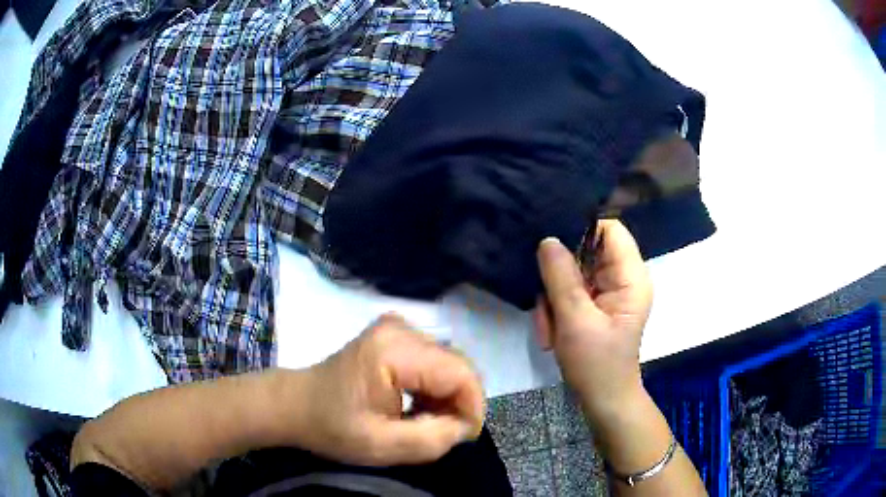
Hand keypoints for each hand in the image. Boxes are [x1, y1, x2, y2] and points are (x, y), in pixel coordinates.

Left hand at [285, 313, 484, 465]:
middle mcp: (401, 329)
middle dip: (459, 403)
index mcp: (394, 350)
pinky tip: (418, 406)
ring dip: (447, 397)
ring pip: (449, 364)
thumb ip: (432, 439)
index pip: (460, 374)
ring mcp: (398, 328)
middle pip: (457, 366)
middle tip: (442, 433)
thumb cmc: (332, 426)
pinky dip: (435, 388)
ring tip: (427, 422)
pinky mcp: (396, 335)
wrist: (297, 404)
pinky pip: (435, 361)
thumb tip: (465, 427)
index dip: (472, 408)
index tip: (462, 437)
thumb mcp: (381, 445)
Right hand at [534, 220, 652, 420]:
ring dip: (554, 298)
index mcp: (631, 277)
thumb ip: (561, 278)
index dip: (581, 229)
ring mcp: (608, 292)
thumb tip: (546, 239)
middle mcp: (623, 278)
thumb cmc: (597, 364)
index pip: (610, 229)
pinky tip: (552, 332)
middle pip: (587, 251)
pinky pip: (570, 291)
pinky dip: (556, 309)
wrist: (603, 400)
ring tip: (550, 327)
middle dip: (560, 275)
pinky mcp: (595, 304)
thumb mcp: (575, 321)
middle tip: (545, 303)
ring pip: (572, 273)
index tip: (551, 244)